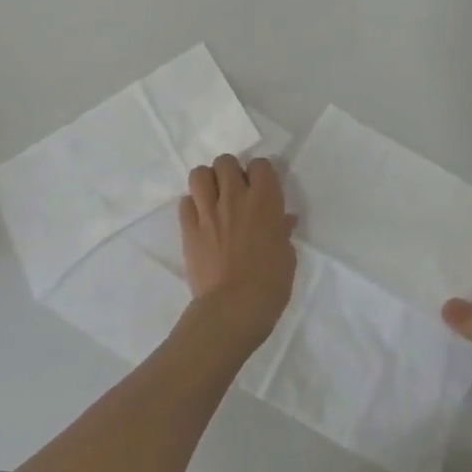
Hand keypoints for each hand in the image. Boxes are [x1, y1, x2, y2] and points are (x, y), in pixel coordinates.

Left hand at [180, 155, 297, 351]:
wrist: (232, 310)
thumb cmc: (270, 283)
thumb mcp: (287, 255)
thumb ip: (281, 231)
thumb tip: (283, 221)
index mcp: (265, 199)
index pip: (260, 164)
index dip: (260, 174)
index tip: (261, 189)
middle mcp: (235, 197)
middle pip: (226, 161)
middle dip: (230, 172)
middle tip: (235, 191)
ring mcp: (208, 212)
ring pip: (199, 174)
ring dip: (207, 182)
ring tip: (213, 198)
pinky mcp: (188, 230)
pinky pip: (185, 203)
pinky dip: (192, 206)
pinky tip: (200, 219)